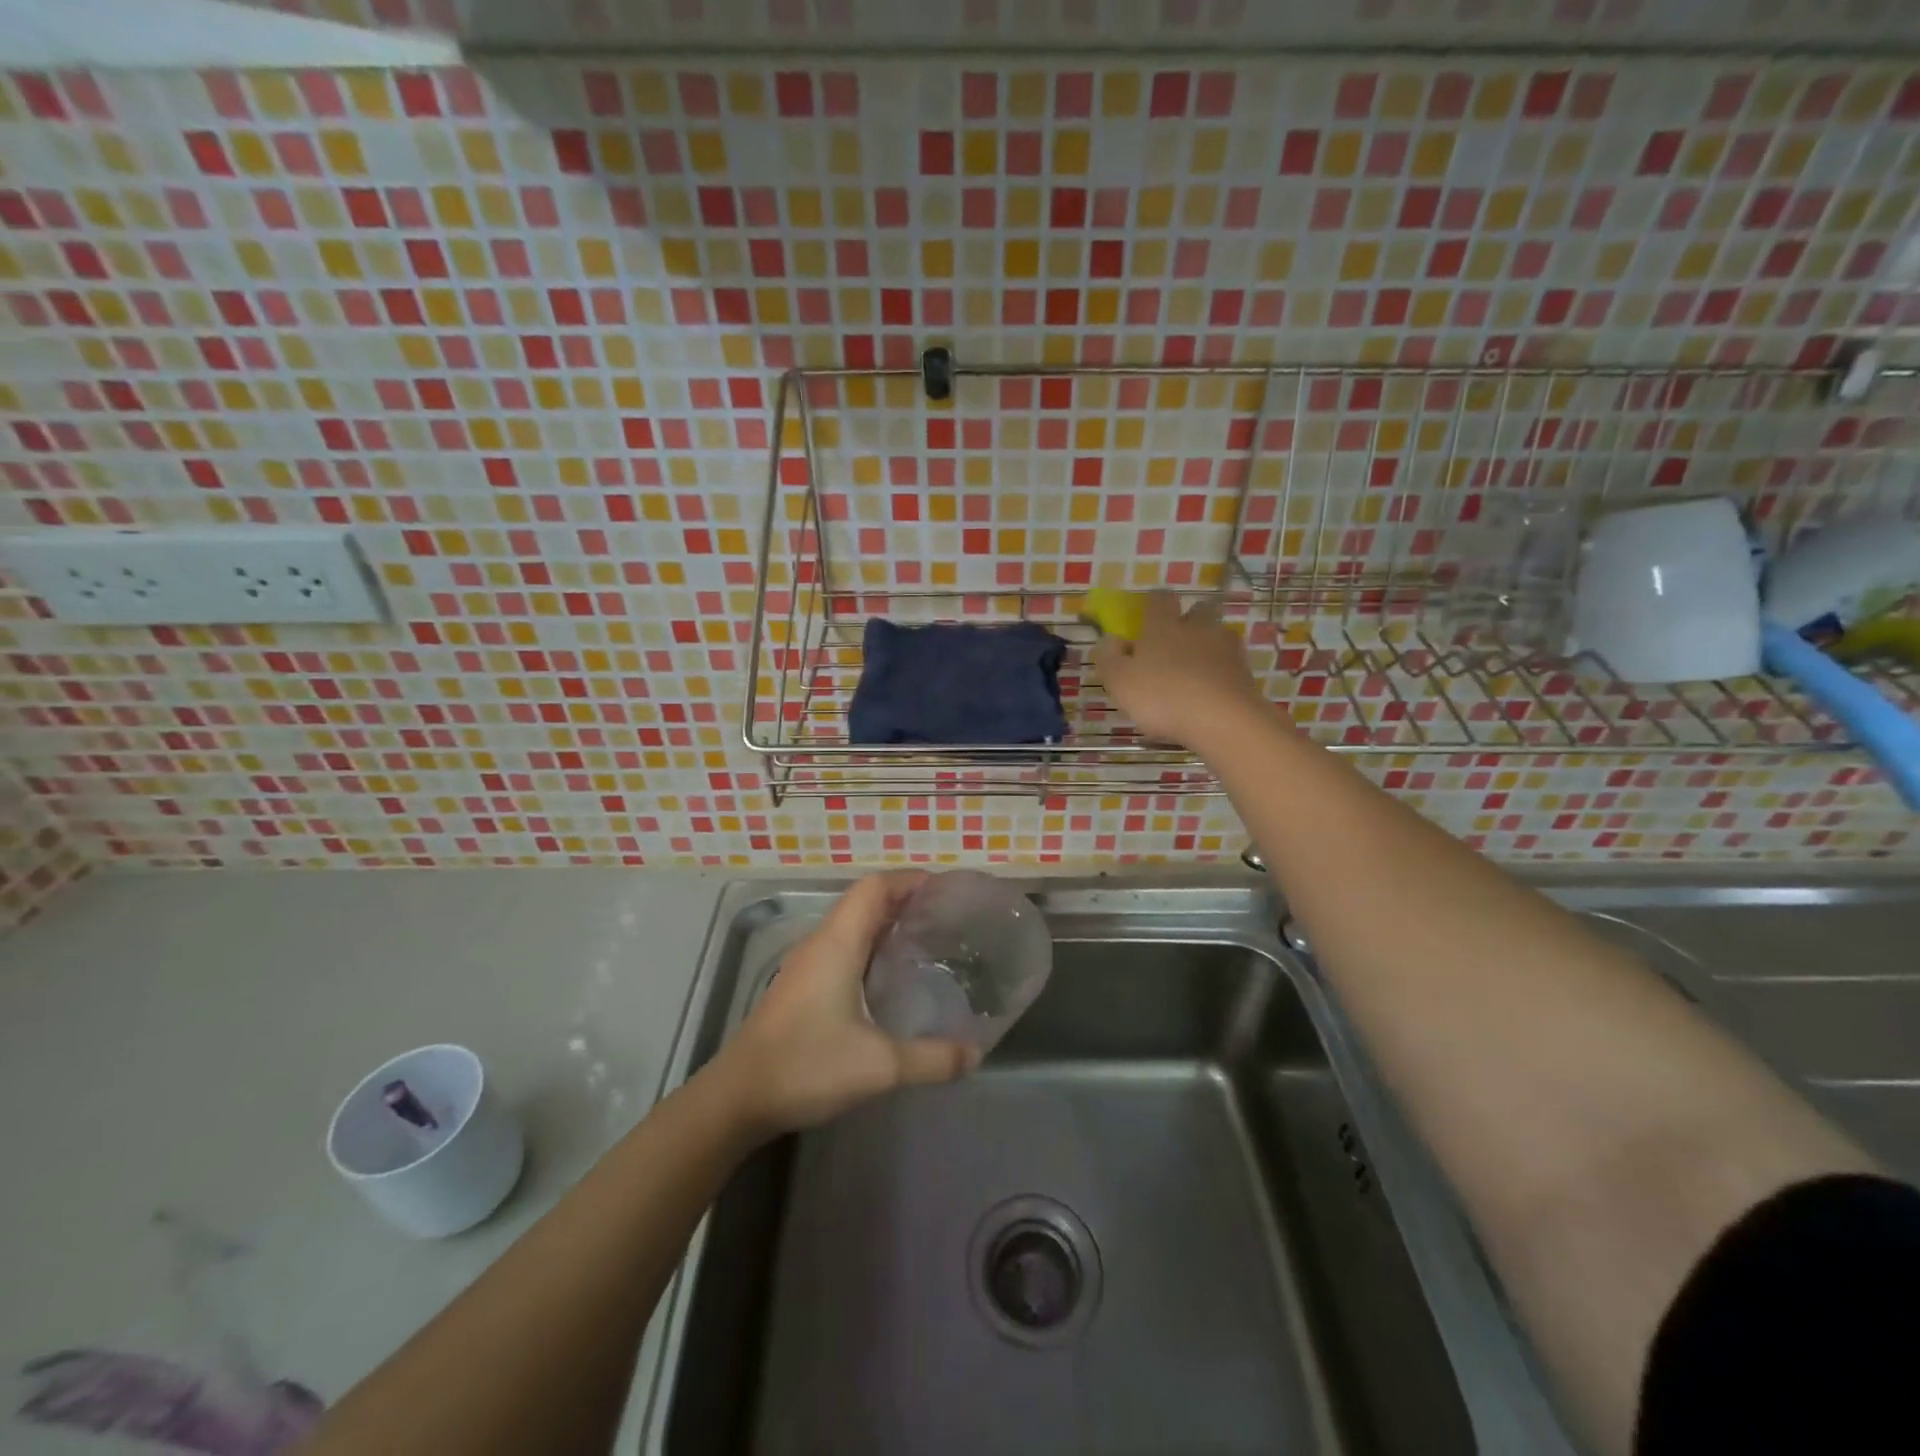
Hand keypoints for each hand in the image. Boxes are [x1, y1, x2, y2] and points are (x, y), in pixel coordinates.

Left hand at [714, 872, 979, 1135]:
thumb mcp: (879, 1067)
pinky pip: (843, 948)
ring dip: (887, 924)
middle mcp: (821, 942)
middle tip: (947, 917)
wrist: (736, 1098)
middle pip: (865, 901)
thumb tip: (975, 1054)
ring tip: (927, 941)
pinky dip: (871, 947)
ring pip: (852, 925)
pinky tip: (890, 978)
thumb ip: (932, 1059)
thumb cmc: (805, 1066)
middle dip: (905, 900)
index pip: (875, 887)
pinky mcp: (801, 986)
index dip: (910, 880)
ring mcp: (806, 964)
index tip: (947, 890)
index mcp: (838, 942)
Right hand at [1094, 591, 1266, 747]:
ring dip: (1207, 648)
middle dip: (1188, 621)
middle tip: (1173, 645)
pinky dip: (1220, 673)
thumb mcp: (1119, 681)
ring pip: (1217, 636)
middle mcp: (1198, 627)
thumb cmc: (1162, 697)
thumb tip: (1109, 640)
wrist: (1223, 720)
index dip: (1152, 604)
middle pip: (1198, 610)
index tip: (1145, 618)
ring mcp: (1226, 648)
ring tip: (1194, 674)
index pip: (1160, 598)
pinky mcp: (1245, 672)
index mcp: (1164, 625)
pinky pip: (1230, 664)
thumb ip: (1108, 658)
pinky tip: (1210, 693)